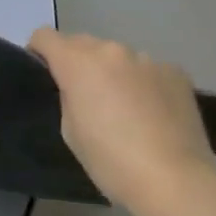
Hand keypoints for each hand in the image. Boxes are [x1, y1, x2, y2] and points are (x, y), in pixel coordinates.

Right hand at [28, 28, 213, 215]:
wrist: (175, 180)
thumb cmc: (111, 161)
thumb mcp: (71, 131)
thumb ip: (68, 97)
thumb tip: (78, 86)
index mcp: (78, 63)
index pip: (45, 36)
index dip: (39, 52)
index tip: (44, 74)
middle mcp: (112, 50)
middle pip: (82, 43)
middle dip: (77, 62)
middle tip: (84, 97)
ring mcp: (148, 59)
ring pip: (118, 57)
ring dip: (113, 72)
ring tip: (124, 108)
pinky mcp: (176, 72)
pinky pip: (147, 70)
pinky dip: (143, 83)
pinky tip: (153, 113)